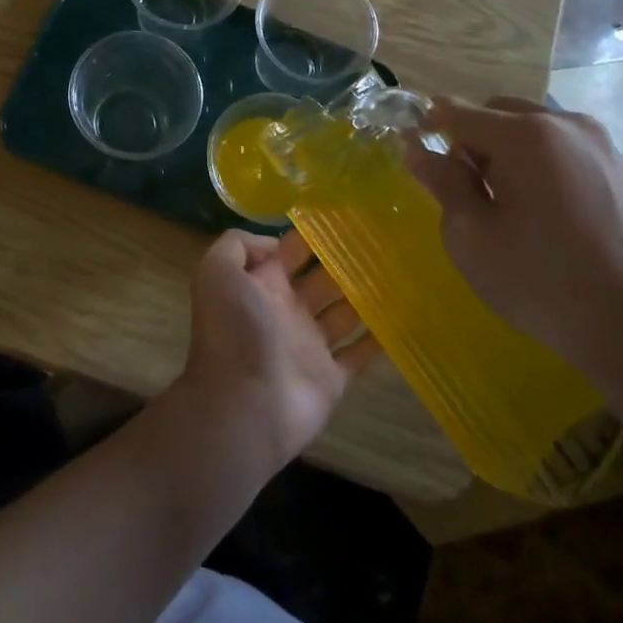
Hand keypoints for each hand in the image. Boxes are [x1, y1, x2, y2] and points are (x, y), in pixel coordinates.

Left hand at [171, 229, 381, 469]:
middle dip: (348, 262)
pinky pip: (360, 354)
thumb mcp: (217, 273)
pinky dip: (379, 339)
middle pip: (323, 279)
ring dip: (368, 295)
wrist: (244, 406)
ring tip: (402, 271)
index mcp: (262, 285)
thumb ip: (237, 246)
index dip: (313, 234)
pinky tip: (405, 317)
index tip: (348, 216)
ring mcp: (310, 345)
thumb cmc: (234, 333)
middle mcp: (287, 311)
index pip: (290, 251)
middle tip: (386, 241)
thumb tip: (273, 242)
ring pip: (345, 313)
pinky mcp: (331, 377)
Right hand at [404, 97, 622, 382]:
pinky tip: (539, 211)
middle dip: (468, 140)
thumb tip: (420, 150)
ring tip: (502, 204)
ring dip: (503, 151)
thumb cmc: (543, 281)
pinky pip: (558, 147)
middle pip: (495, 112)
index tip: (410, 151)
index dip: (425, 126)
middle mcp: (563, 123)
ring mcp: (597, 142)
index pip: (455, 112)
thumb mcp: (472, 237)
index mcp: (524, 134)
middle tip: (461, 191)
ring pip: (529, 128)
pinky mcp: (617, 166)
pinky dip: (534, 163)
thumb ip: (443, 183)